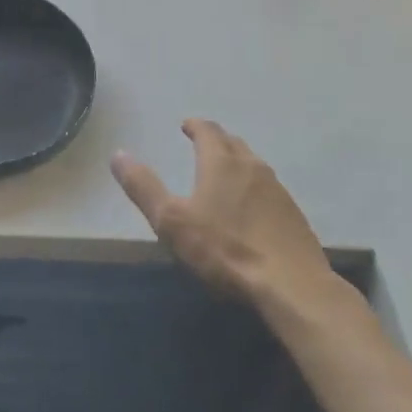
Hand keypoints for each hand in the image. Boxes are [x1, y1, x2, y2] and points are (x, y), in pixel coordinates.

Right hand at [111, 120, 346, 318]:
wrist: (291, 285)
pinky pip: (269, 189)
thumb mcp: (170, 220)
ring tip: (225, 171)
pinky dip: (254, 187)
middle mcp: (252, 167)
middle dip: (216, 140)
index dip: (195, 125)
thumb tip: (118, 154)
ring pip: (254, 165)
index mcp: (221, 162)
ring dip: (237, 161)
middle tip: (203, 143)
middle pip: (233, 143)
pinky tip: (251, 207)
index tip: (186, 125)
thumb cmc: (224, 249)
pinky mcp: (294, 215)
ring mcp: (278, 191)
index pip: (207, 131)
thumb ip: (143, 186)